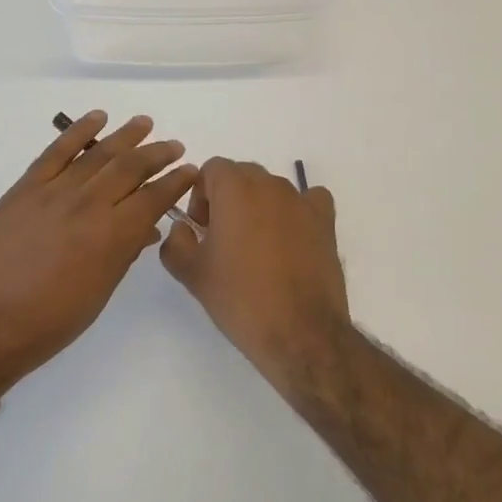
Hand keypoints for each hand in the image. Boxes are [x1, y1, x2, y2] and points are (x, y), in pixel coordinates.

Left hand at [0, 112, 197, 383]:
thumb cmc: (46, 323)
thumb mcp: (97, 294)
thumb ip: (123, 255)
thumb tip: (145, 229)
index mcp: (111, 237)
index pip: (153, 199)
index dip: (175, 182)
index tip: (190, 171)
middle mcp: (87, 206)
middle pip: (130, 168)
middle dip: (157, 154)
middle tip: (174, 146)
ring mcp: (53, 193)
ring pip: (97, 154)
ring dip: (125, 136)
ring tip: (144, 123)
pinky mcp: (24, 189)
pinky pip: (55, 151)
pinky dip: (77, 131)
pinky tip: (96, 118)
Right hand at [159, 157, 349, 372]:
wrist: (299, 332)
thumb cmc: (239, 298)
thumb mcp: (192, 273)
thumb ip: (176, 241)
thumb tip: (184, 228)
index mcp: (235, 189)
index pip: (212, 169)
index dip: (201, 195)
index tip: (201, 228)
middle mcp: (271, 185)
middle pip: (242, 175)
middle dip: (228, 198)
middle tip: (223, 239)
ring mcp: (302, 202)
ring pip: (272, 189)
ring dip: (259, 207)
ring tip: (256, 248)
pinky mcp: (326, 222)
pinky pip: (308, 201)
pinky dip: (296, 212)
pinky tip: (291, 239)